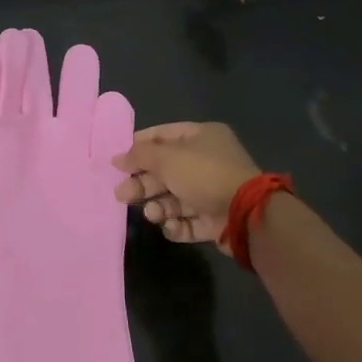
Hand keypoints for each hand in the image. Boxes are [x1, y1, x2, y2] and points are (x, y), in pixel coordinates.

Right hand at [113, 122, 261, 247]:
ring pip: (174, 198)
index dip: (138, 146)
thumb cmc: (204, 174)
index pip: (162, 136)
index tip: (116, 160)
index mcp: (201, 137)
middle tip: (122, 194)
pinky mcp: (214, 220)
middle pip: (165, 170)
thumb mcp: (167, 159)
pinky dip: (176, 225)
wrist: (245, 214)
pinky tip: (171, 226)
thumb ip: (139, 156)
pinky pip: (187, 220)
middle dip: (143, 183)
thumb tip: (117, 157)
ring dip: (158, 206)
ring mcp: (211, 192)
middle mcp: (207, 161)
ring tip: (152, 214)